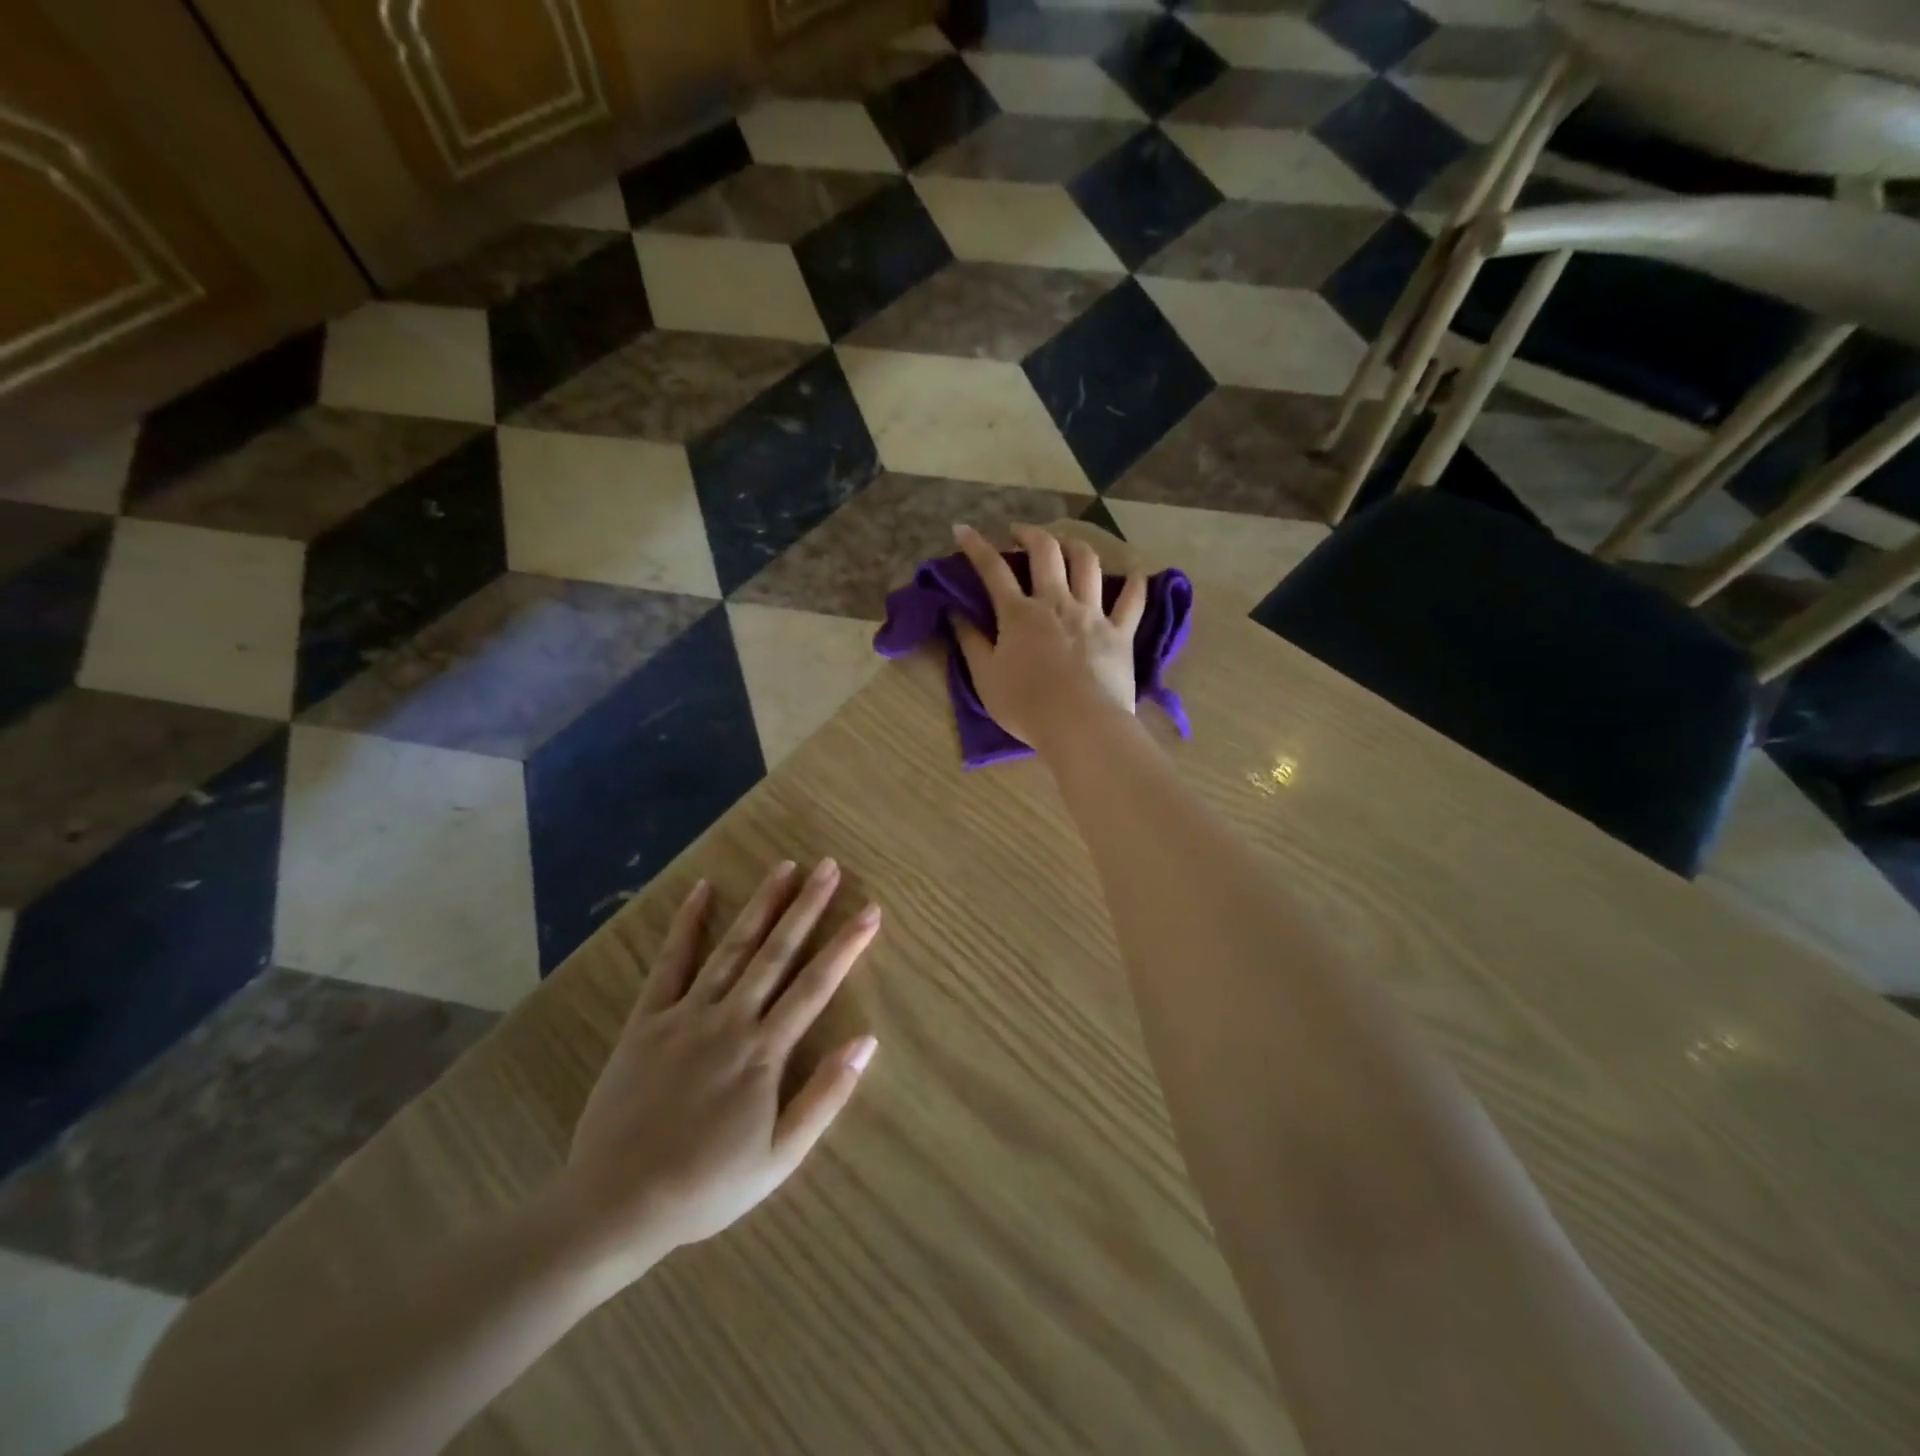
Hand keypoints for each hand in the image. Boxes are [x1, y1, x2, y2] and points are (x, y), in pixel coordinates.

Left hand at [555, 860, 879, 1279]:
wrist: (615, 1205)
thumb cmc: (707, 1186)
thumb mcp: (780, 1158)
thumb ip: (825, 1096)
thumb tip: (866, 1040)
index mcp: (764, 1051)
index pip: (816, 985)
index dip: (847, 945)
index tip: (870, 911)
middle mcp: (730, 1019)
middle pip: (776, 952)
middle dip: (807, 906)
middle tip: (828, 866)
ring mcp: (685, 1014)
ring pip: (732, 948)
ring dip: (761, 905)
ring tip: (785, 867)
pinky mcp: (647, 1020)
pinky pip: (669, 964)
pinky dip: (686, 925)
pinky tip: (701, 891)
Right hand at [951, 523, 1147, 749]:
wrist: (1080, 725)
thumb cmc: (1026, 706)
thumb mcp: (985, 677)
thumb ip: (970, 641)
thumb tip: (955, 612)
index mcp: (1019, 614)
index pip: (993, 570)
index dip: (976, 546)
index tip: (963, 529)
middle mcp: (1056, 602)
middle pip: (1046, 552)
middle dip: (1030, 533)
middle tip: (1020, 532)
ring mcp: (1093, 614)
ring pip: (1087, 564)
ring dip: (1075, 545)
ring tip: (1067, 543)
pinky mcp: (1120, 633)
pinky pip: (1132, 601)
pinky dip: (1134, 582)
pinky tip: (1134, 571)